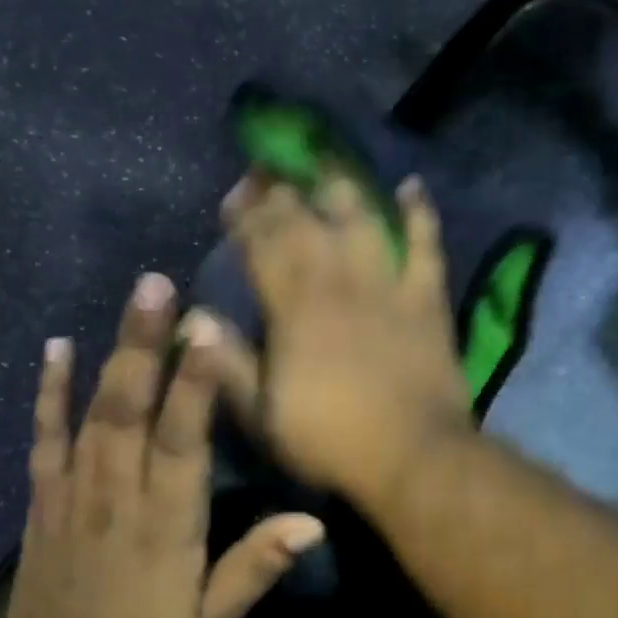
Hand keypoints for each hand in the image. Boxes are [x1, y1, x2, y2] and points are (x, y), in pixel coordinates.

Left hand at [0, 273, 325, 617]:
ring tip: (132, 299)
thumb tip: (313, 522)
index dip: (195, 386)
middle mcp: (118, 497)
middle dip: (145, 344)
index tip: (206, 331)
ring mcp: (74, 493)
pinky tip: (56, 348)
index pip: (183, 442)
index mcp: (167, 524)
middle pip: (132, 410)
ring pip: (94, 413)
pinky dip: (49, 392)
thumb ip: (257, 566)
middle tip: (156, 285)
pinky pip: (45, 438)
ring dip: (112, 353)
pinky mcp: (43, 499)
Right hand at [207, 173, 473, 512]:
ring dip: (340, 187)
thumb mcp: (263, 416)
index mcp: (293, 309)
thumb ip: (226, 364)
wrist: (414, 456)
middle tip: (268, 168)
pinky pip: (425, 244)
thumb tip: (192, 319)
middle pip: (305, 223)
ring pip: (361, 220)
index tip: (234, 195)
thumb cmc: (332, 441)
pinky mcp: (426, 297)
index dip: (245, 216)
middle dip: (281, 191)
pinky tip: (410, 186)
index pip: (262, 246)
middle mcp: (337, 283)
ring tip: (325, 161)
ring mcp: (387, 285)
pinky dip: (418, 213)